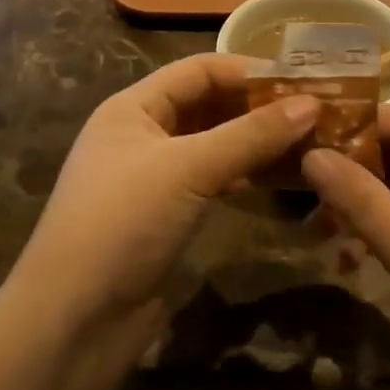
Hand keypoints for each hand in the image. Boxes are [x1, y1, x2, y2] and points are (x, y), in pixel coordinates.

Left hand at [7, 54, 319, 350]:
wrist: (75, 319)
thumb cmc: (124, 223)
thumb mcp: (188, 169)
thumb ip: (250, 135)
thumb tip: (311, 104)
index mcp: (133, 108)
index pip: (197, 71)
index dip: (247, 70)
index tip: (301, 79)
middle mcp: (142, 135)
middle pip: (206, 106)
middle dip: (256, 107)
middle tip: (315, 112)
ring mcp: (153, 178)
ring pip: (212, 146)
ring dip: (254, 142)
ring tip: (308, 141)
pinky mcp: (165, 216)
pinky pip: (211, 181)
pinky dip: (243, 174)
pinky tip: (278, 178)